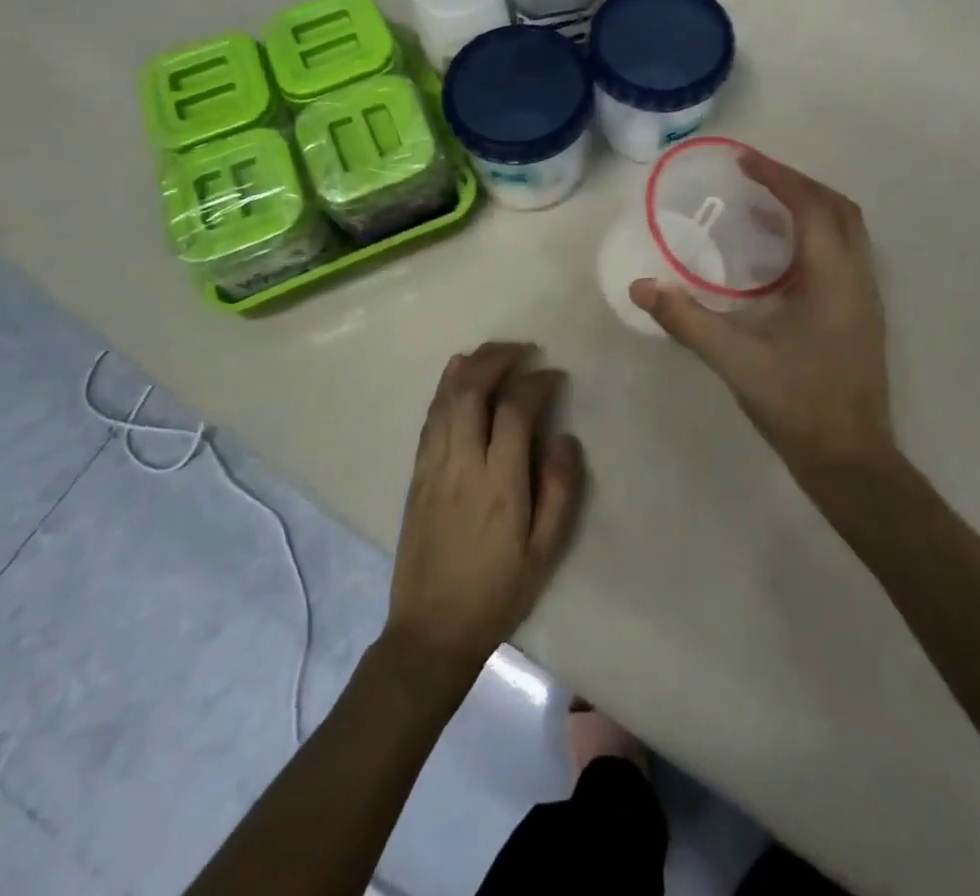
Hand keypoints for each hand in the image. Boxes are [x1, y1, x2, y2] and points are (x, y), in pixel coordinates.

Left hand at [384, 342, 585, 682]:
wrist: (431, 631)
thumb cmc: (497, 592)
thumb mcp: (545, 551)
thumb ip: (560, 490)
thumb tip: (563, 436)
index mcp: (499, 483)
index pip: (515, 410)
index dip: (536, 382)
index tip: (555, 374)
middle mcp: (462, 464)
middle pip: (472, 390)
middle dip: (498, 358)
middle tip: (524, 348)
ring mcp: (433, 466)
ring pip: (446, 398)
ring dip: (471, 366)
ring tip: (495, 351)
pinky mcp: (416, 475)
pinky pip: (430, 418)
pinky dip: (445, 388)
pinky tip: (456, 375)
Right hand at [632, 152, 893, 497]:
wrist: (852, 461)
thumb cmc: (797, 405)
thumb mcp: (735, 361)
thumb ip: (686, 320)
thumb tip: (641, 287)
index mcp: (833, 278)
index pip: (810, 207)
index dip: (778, 178)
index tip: (743, 161)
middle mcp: (858, 277)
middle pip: (838, 208)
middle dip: (798, 184)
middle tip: (755, 178)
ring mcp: (866, 296)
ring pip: (847, 230)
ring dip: (811, 207)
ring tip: (766, 206)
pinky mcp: (863, 315)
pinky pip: (845, 253)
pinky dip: (817, 235)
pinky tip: (782, 256)